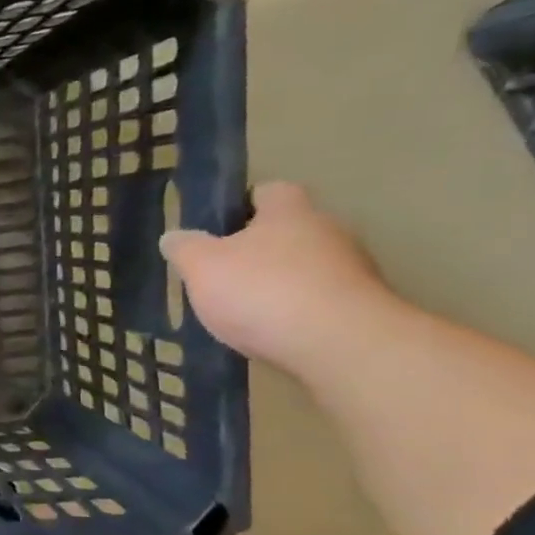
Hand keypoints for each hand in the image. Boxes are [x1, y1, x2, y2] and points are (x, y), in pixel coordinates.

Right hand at [159, 182, 397, 371]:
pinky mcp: (361, 306)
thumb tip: (173, 236)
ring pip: (306, 267)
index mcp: (290, 212)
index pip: (269, 191)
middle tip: (223, 274)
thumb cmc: (262, 290)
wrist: (338, 343)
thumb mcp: (201, 266)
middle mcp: (329, 230)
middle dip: (259, 249)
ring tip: (245, 311)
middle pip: (289, 231)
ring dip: (280, 283)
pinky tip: (273, 332)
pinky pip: (319, 300)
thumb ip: (184, 248)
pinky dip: (296, 311)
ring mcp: (352, 269)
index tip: (218, 229)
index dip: (242, 205)